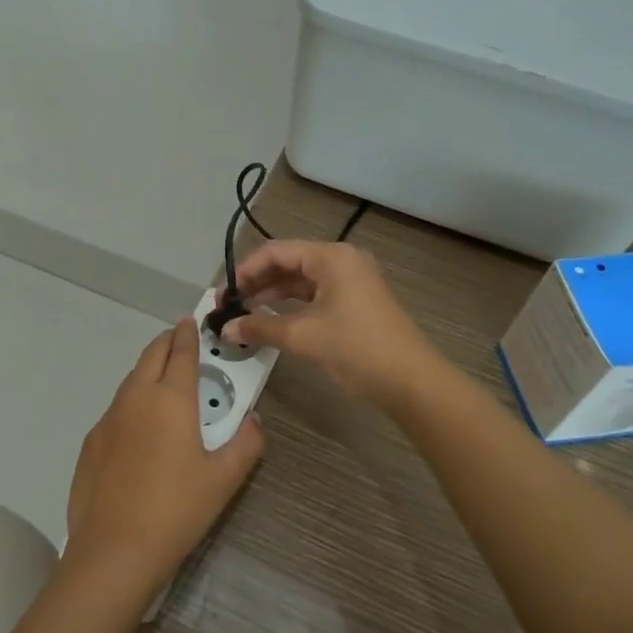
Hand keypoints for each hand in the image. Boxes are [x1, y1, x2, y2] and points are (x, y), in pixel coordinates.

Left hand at [66, 318, 264, 600]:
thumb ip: (246, 444)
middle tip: (178, 340)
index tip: (190, 322)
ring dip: (147, 371)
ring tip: (162, 379)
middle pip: (151, 356)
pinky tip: (138, 427)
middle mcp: (136, 398)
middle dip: (166, 343)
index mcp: (171, 399)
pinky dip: (131, 402)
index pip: (181, 353)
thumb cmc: (177, 510)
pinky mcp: (91, 442)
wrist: (114, 551)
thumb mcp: (224, 480)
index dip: (188, 335)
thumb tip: (254, 420)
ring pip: (130, 381)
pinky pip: (116, 410)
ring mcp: (109, 419)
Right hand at [222, 240, 442, 406]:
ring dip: (271, 295)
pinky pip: (314, 295)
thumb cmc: (356, 348)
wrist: (410, 381)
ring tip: (243, 314)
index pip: (276, 252)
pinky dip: (291, 306)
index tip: (222, 295)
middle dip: (256, 283)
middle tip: (228, 306)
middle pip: (287, 263)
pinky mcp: (355, 302)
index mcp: (331, 257)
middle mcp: (341, 261)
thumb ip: (260, 327)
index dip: (244, 271)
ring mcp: (351, 281)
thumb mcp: (303, 336)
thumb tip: (226, 329)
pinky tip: (271, 320)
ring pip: (300, 281)